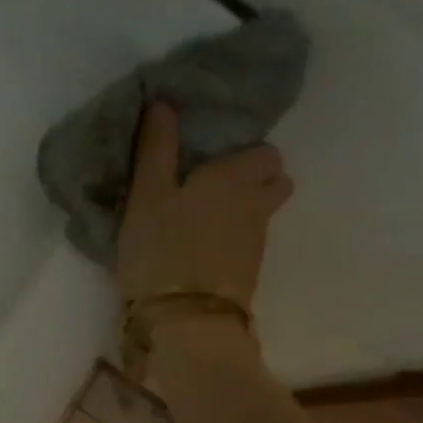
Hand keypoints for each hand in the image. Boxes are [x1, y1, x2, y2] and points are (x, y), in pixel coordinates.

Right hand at [117, 102, 292, 310]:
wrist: (187, 320)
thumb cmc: (162, 249)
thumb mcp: (147, 195)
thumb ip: (156, 148)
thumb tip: (164, 101)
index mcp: (236, 176)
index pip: (265, 152)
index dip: (244, 151)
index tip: (212, 156)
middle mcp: (257, 203)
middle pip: (275, 181)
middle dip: (253, 179)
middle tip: (211, 185)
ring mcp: (257, 241)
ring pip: (262, 212)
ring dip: (242, 209)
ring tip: (201, 216)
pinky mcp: (248, 271)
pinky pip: (248, 239)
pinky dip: (232, 236)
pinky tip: (202, 244)